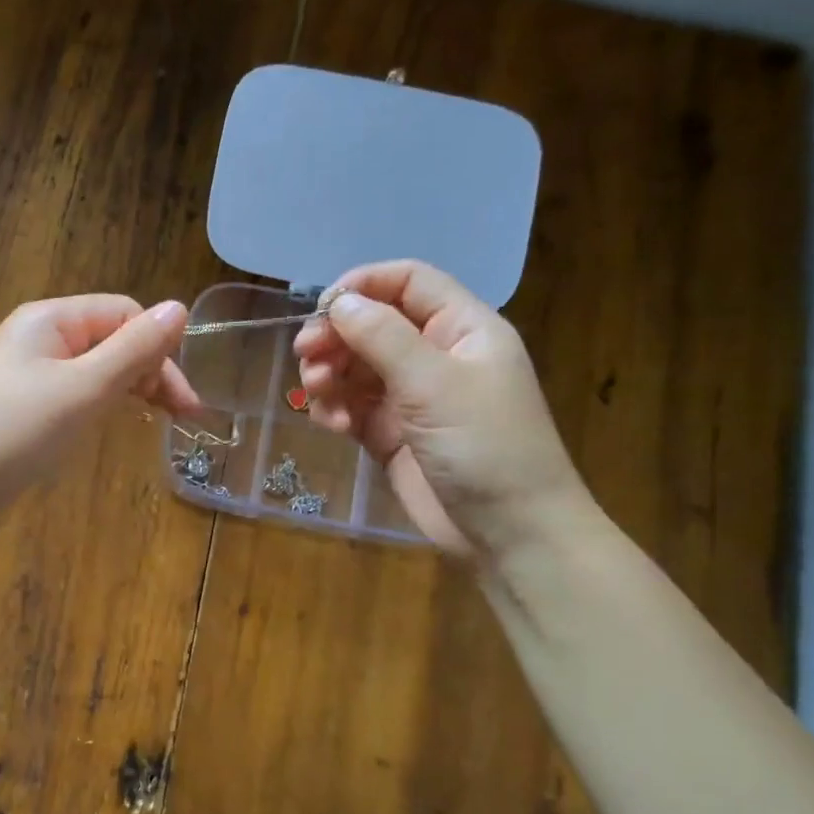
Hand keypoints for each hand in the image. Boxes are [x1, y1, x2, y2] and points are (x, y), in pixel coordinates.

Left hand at [0, 295, 199, 536]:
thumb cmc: (16, 431)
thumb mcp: (85, 388)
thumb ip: (135, 349)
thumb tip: (180, 308)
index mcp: (50, 319)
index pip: (124, 314)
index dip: (160, 349)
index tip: (183, 400)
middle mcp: (38, 338)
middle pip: (111, 340)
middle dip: (150, 371)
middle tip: (182, 417)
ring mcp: (27, 375)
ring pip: (95, 370)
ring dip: (130, 389)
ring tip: (157, 420)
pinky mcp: (22, 410)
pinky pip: (74, 395)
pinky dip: (101, 405)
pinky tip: (113, 424)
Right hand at [293, 260, 587, 559]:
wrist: (508, 532)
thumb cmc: (484, 445)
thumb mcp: (433, 383)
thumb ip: (382, 337)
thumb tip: (338, 302)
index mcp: (461, 329)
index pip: (409, 282)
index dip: (363, 285)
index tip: (321, 307)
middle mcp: (436, 356)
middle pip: (373, 325)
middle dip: (336, 335)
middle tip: (305, 354)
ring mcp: (412, 397)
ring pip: (357, 367)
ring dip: (330, 374)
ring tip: (316, 394)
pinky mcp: (392, 434)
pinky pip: (354, 407)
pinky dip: (336, 410)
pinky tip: (331, 425)